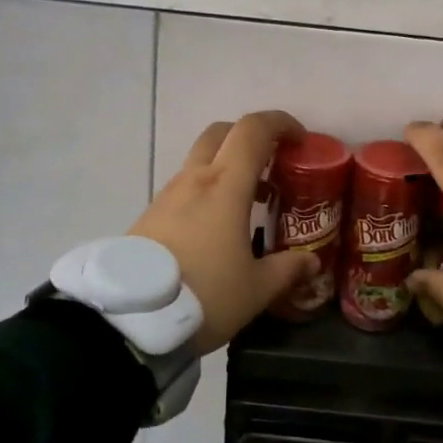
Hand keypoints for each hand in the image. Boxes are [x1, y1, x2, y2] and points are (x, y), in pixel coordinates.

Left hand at [129, 110, 319, 355]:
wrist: (131, 319)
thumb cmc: (205, 295)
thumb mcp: (256, 289)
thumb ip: (287, 270)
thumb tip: (311, 261)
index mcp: (225, 185)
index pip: (253, 130)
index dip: (280, 123)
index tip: (300, 139)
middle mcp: (195, 179)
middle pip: (222, 133)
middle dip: (250, 137)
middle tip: (272, 162)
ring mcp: (168, 195)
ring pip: (200, 159)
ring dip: (228, 166)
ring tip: (251, 200)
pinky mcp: (151, 215)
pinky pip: (185, 186)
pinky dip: (207, 189)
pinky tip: (217, 226)